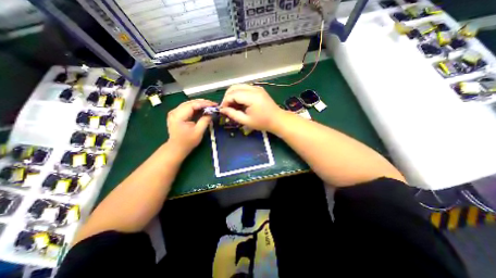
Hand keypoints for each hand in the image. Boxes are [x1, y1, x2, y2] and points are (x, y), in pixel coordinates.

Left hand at [166, 100, 216, 155]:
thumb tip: (211, 113)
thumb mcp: (198, 132)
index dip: (204, 104)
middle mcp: (174, 111)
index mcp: (178, 116)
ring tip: (210, 105)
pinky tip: (203, 108)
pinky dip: (196, 108)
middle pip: (190, 103)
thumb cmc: (187, 142)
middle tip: (213, 104)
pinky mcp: (177, 114)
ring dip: (200, 104)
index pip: (192, 105)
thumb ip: (205, 121)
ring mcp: (175, 112)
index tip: (214, 105)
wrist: (177, 148)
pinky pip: (188, 108)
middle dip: (203, 103)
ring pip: (189, 104)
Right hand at [219, 84, 284, 131]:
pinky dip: (239, 94)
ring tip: (232, 105)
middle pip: (234, 87)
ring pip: (239, 86)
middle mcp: (254, 89)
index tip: (223, 110)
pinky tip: (240, 102)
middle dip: (227, 96)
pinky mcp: (258, 89)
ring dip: (233, 94)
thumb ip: (233, 114)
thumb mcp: (246, 121)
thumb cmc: (263, 122)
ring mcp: (257, 87)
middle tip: (227, 107)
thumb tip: (222, 110)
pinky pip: (245, 88)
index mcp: (252, 97)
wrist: (277, 119)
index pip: (233, 94)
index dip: (225, 101)